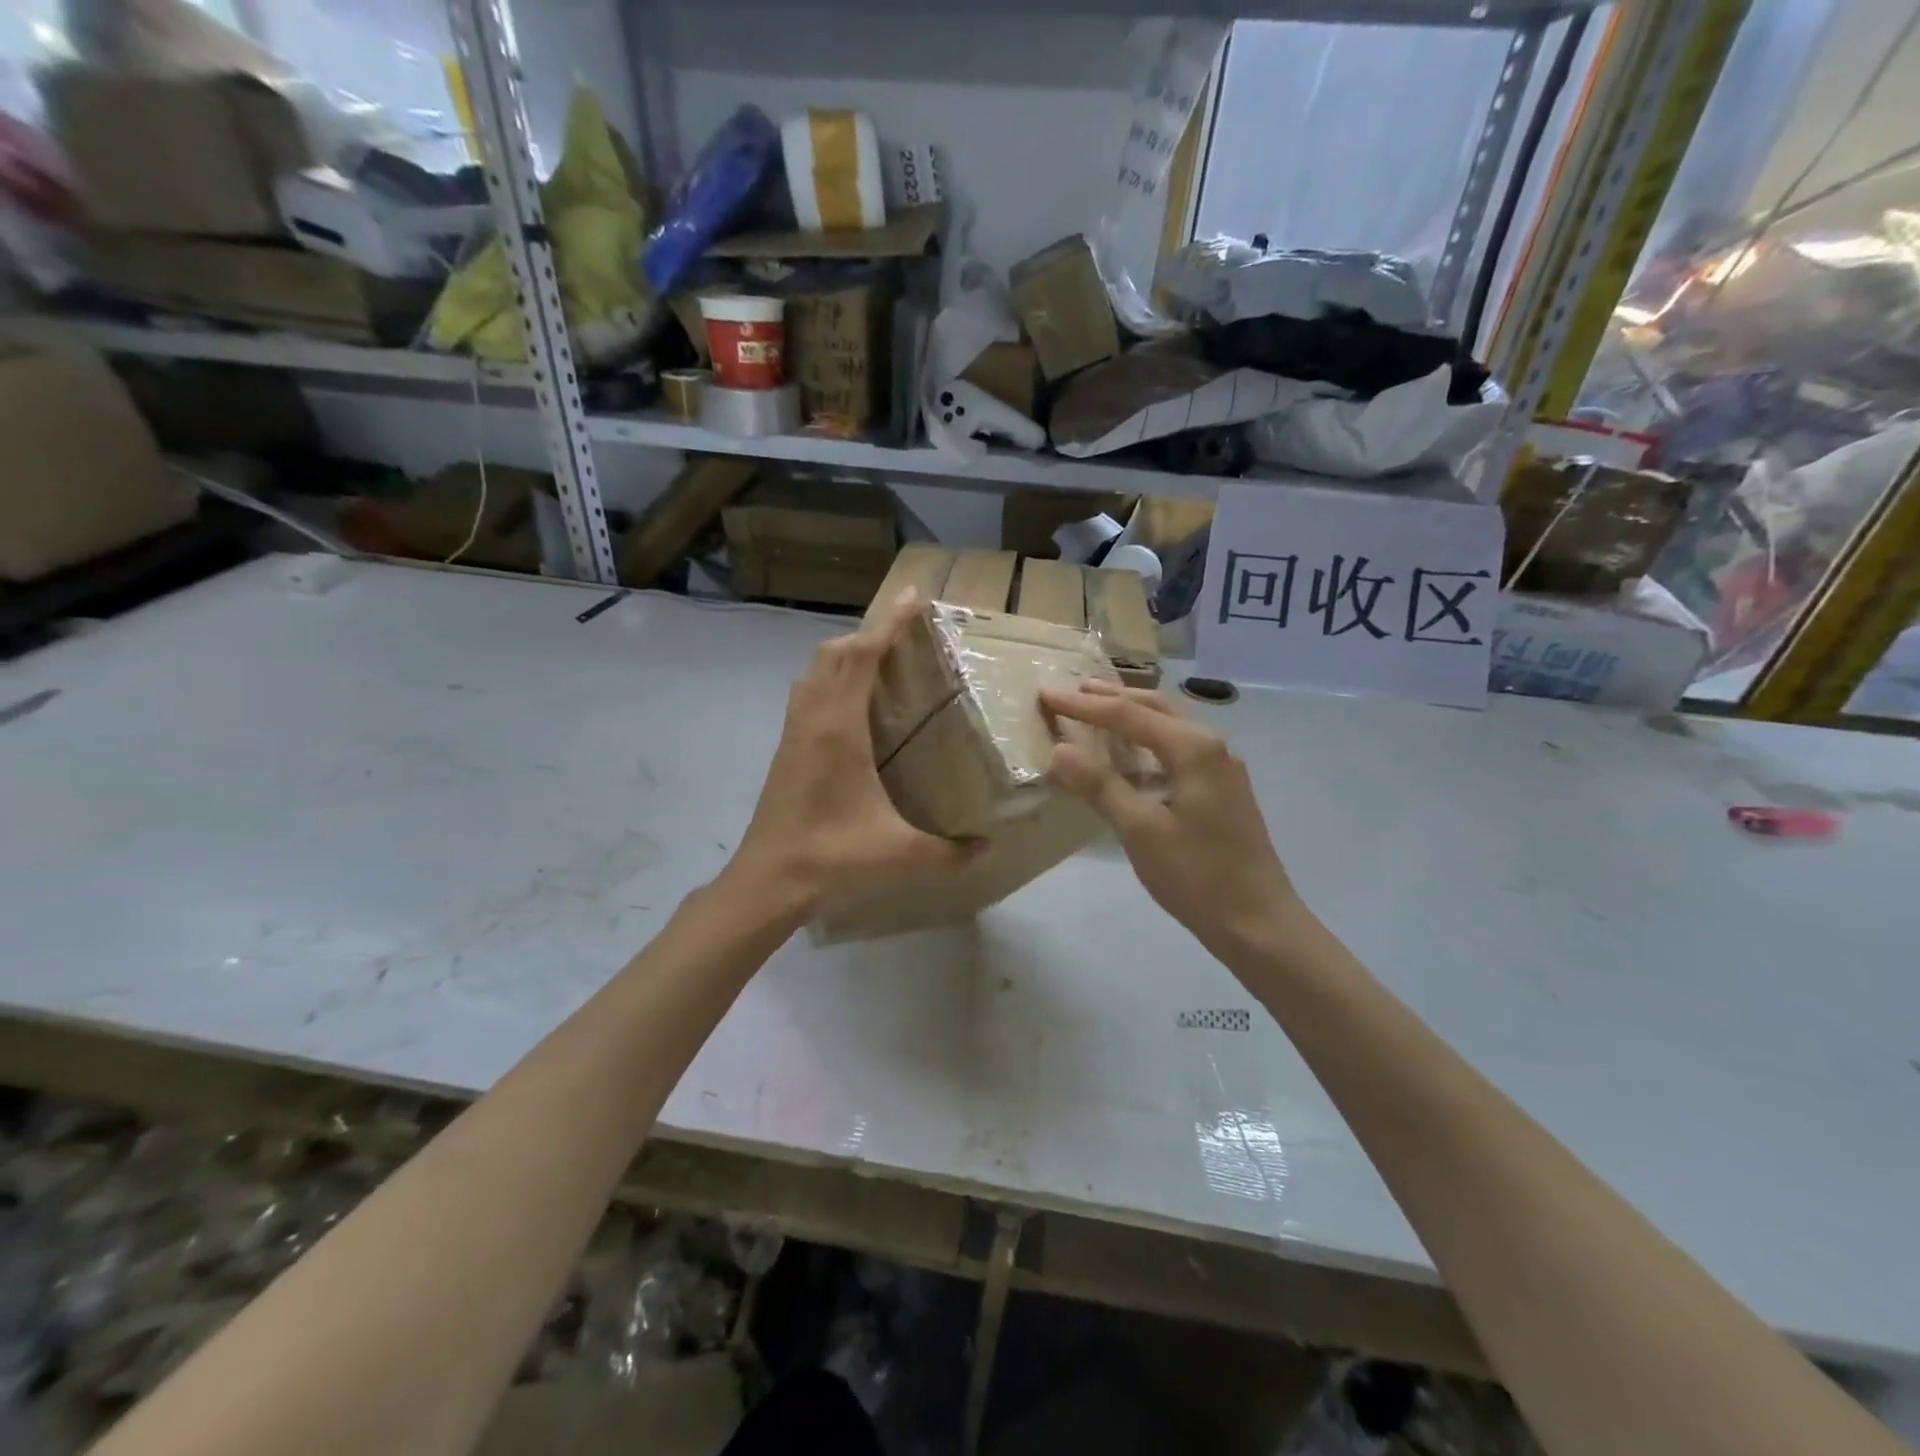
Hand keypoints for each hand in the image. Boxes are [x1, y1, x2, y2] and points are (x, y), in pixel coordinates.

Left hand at [728, 590, 974, 917]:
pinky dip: (829, 680)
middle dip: (869, 634)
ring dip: (844, 655)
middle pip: (834, 653)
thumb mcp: (899, 855)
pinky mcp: (785, 749)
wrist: (767, 881)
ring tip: (878, 662)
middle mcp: (812, 718)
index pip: (862, 656)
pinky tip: (849, 707)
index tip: (912, 598)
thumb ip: (949, 853)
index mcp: (839, 727)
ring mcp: (793, 732)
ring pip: (815, 671)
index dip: (888, 624)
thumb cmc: (831, 857)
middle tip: (903, 635)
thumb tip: (988, 850)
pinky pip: (806, 694)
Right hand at [1040, 681, 1298, 960]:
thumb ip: (1101, 786)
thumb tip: (1060, 750)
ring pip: (1169, 729)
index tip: (1047, 695)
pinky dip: (1147, 747)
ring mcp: (1221, 770)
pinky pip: (1177, 752)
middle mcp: (1211, 747)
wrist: (1258, 923)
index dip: (1084, 706)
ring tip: (1097, 715)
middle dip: (1112, 699)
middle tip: (1073, 692)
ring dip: (1132, 719)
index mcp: (1193, 749)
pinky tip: (1130, 764)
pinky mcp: (1222, 792)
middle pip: (1155, 709)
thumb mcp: (1141, 831)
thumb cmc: (1197, 876)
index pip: (1128, 715)